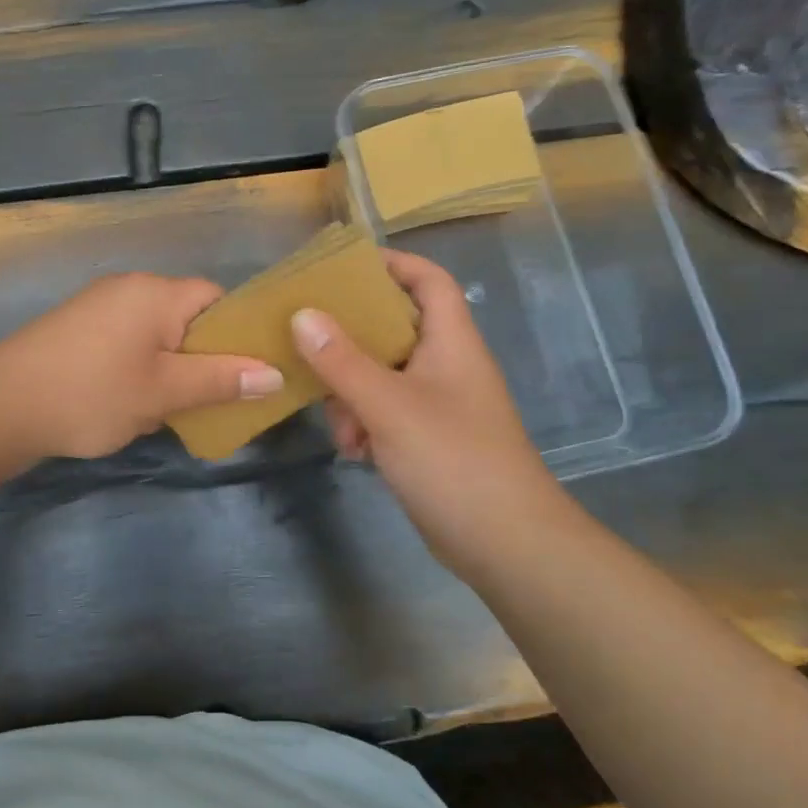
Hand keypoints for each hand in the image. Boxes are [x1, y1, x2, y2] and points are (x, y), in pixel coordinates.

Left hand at [0, 273, 282, 459]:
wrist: (0, 406)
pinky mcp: (77, 328)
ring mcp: (98, 306)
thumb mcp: (163, 392)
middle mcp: (129, 288)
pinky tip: (131, 403)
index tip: (247, 372)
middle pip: (187, 316)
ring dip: (169, 368)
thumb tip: (274, 374)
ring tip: (169, 408)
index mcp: (157, 293)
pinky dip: (139, 368)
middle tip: (210, 398)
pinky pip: (126, 341)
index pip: (217, 298)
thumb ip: (221, 380)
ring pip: (156, 333)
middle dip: (202, 357)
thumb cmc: (92, 394)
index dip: (238, 332)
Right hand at [291, 250, 577, 564]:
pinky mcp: (427, 437)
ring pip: (380, 374)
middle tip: (309, 343)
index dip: (390, 263)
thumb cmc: (453, 460)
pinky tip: (353, 451)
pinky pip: (385, 411)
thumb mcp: (389, 406)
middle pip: (393, 327)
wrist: (506, 544)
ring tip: (338, 423)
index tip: (340, 266)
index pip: (427, 279)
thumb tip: (302, 314)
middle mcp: (445, 364)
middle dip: (350, 340)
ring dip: (351, 393)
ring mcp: (437, 403)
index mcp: (450, 341)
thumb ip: (342, 360)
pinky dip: (364, 423)